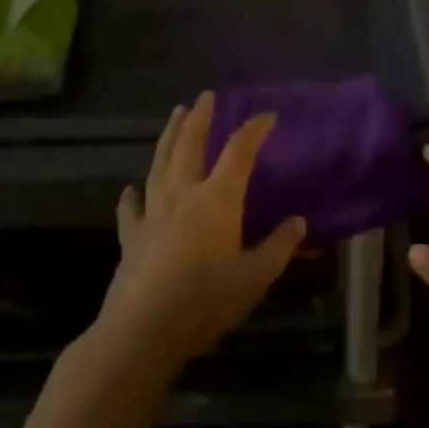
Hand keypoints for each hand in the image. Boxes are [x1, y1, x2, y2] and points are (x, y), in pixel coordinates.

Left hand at [94, 93, 306, 376]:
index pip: (239, 152)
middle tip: (205, 95)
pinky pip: (131, 209)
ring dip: (169, 136)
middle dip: (200, 118)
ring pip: (160, 164)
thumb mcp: (254, 278)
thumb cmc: (205, 302)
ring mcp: (153, 213)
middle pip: (191, 145)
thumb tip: (299, 222)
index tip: (268, 116)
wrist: (142, 331)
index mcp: (217, 199)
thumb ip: (278, 247)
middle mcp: (183, 194)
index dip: (254, 130)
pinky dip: (131, 197)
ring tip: (175, 115)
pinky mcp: (131, 237)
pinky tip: (129, 189)